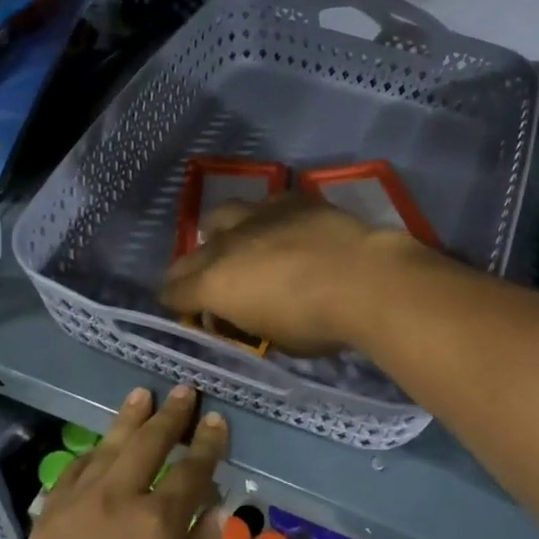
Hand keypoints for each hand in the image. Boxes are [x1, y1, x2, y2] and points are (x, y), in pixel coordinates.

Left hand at [4, 386, 227, 538]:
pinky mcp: (51, 513)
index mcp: (161, 522)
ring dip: (130, 418)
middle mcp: (121, 498)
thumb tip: (213, 504)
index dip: (208, 441)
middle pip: (151, 442)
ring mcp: (81, 501)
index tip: (215, 419)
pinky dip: (93, 453)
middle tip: (184, 391)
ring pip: (111, 445)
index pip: (193, 467)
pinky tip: (102, 444)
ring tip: (143, 394)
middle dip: (172, 414)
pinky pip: (75, 469)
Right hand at [161, 195, 420, 355]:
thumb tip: (244, 314)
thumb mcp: (274, 338)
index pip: (174, 291)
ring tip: (237, 245)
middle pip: (190, 255)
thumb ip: (248, 322)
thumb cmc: (316, 323)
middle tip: (206, 284)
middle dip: (191, 271)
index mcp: (214, 284)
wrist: (364, 280)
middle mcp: (225, 244)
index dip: (175, 303)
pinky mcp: (289, 200)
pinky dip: (265, 219)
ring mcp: (257, 215)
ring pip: (221, 215)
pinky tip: (281, 229)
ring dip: (222, 233)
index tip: (186, 310)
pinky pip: (264, 205)